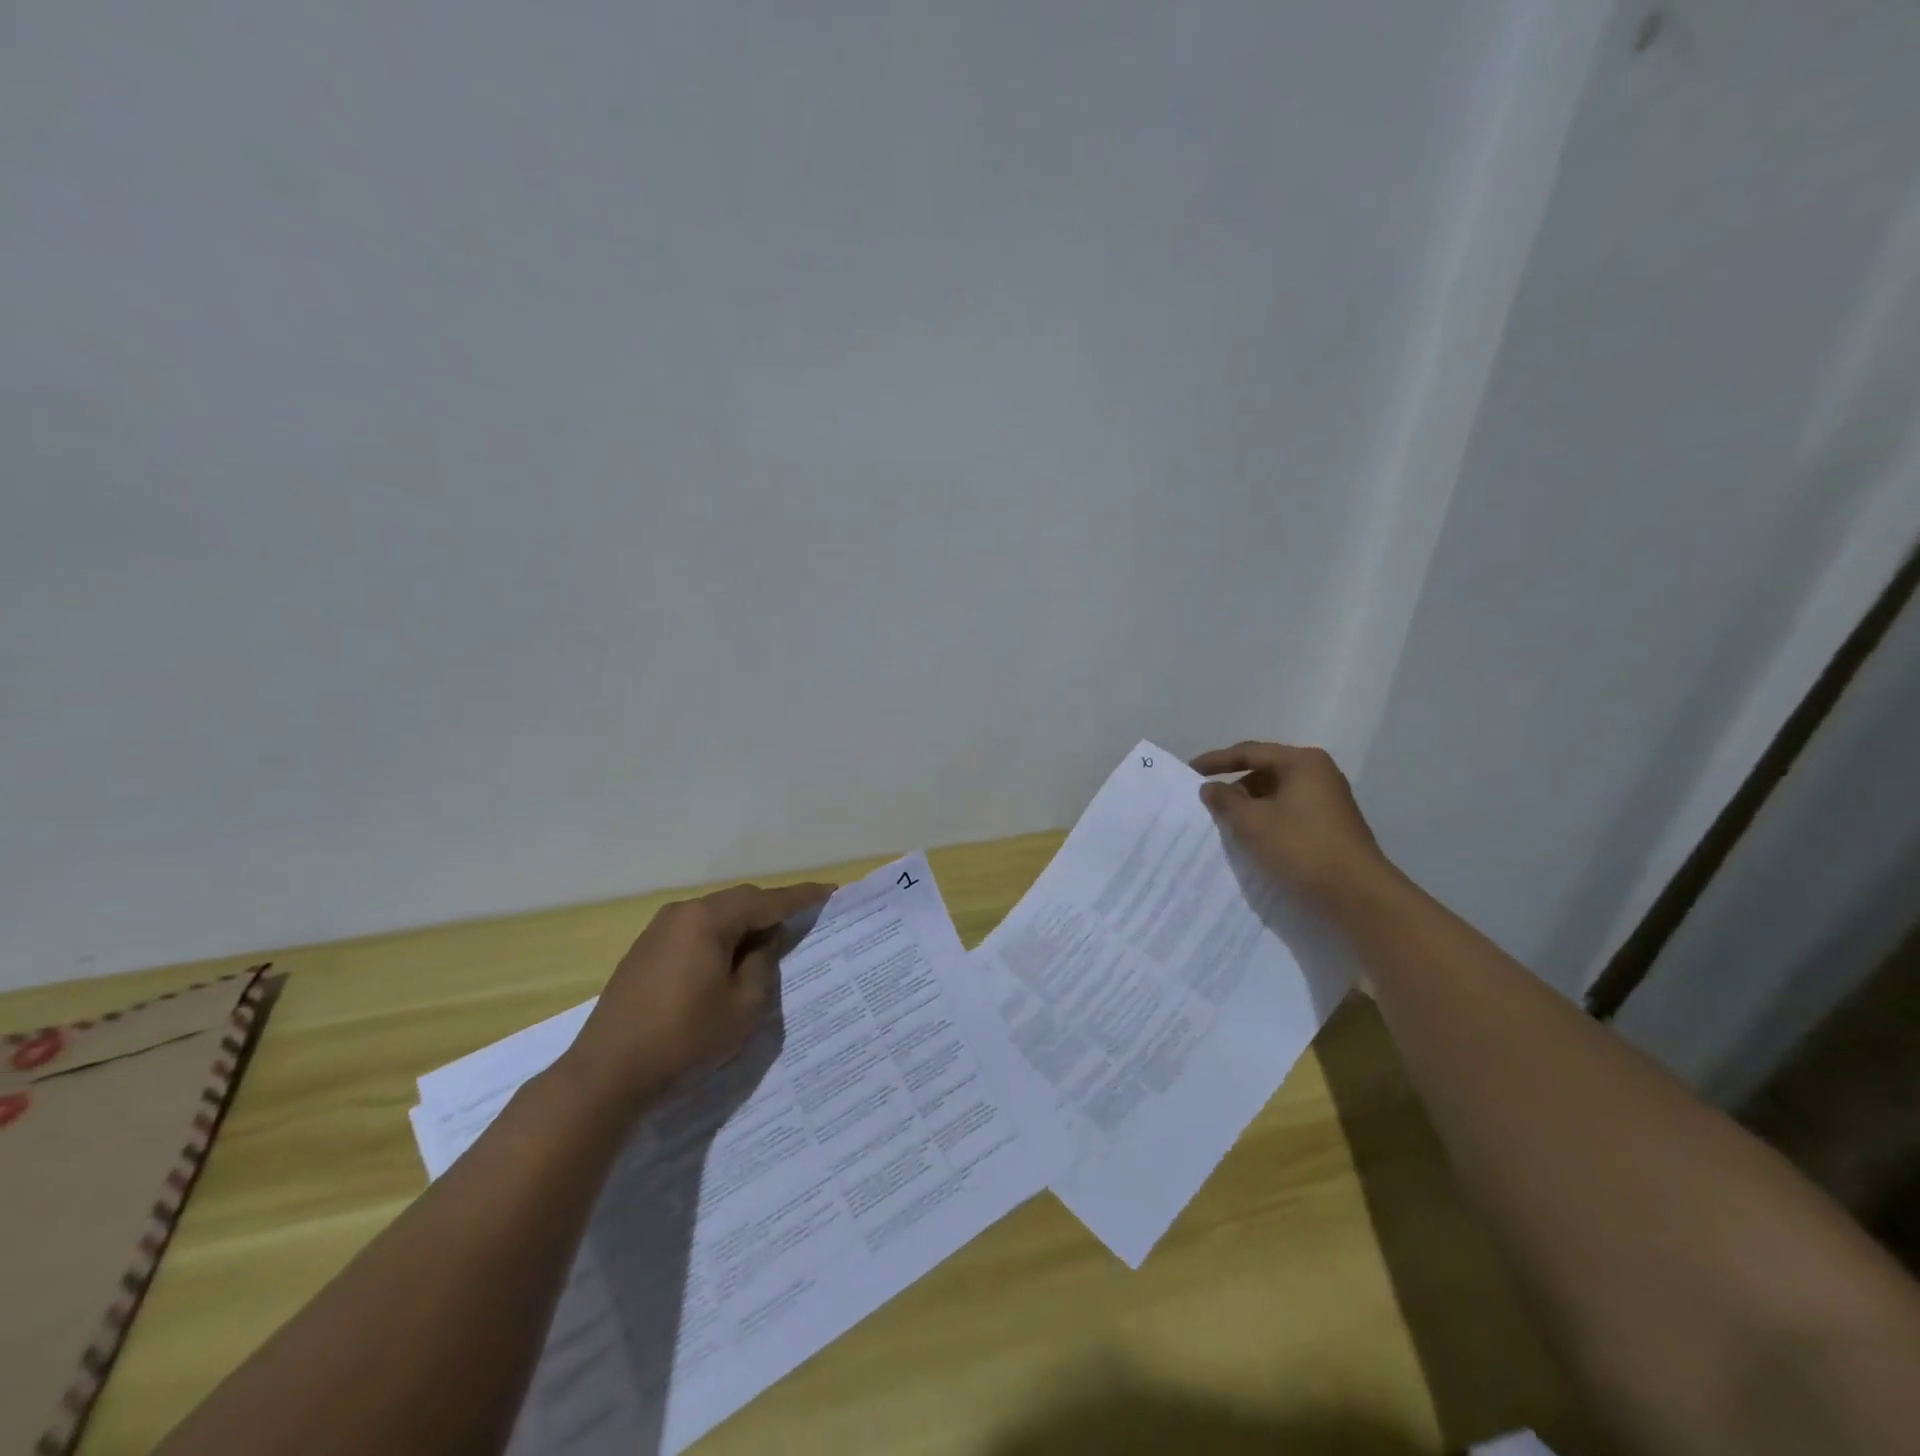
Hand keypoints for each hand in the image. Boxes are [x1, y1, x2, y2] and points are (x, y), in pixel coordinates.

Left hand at [560, 880, 833, 1113]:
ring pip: (714, 917)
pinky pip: (694, 933)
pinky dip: (718, 940)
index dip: (801, 897)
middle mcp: (681, 913)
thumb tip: (764, 939)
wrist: (606, 1074)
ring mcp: (657, 932)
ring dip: (743, 927)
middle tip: (802, 921)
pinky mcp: (644, 953)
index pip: (766, 900)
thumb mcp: (742, 1006)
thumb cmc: (684, 1038)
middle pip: (738, 902)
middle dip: (771, 910)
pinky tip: (728, 962)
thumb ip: (762, 964)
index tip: (830, 891)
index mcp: (707, 919)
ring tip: (768, 945)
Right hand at [1191, 741, 1391, 908]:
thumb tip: (1211, 787)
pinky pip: (1289, 813)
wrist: (1357, 895)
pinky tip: (1254, 839)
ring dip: (1250, 806)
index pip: (1250, 752)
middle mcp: (1319, 774)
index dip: (1216, 760)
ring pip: (1277, 795)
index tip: (1189, 771)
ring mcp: (1329, 801)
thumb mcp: (1251, 822)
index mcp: (1302, 762)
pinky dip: (1267, 820)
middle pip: (1265, 771)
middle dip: (1235, 786)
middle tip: (1209, 803)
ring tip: (1227, 824)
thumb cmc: (1300, 847)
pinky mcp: (1331, 827)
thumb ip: (1224, 800)